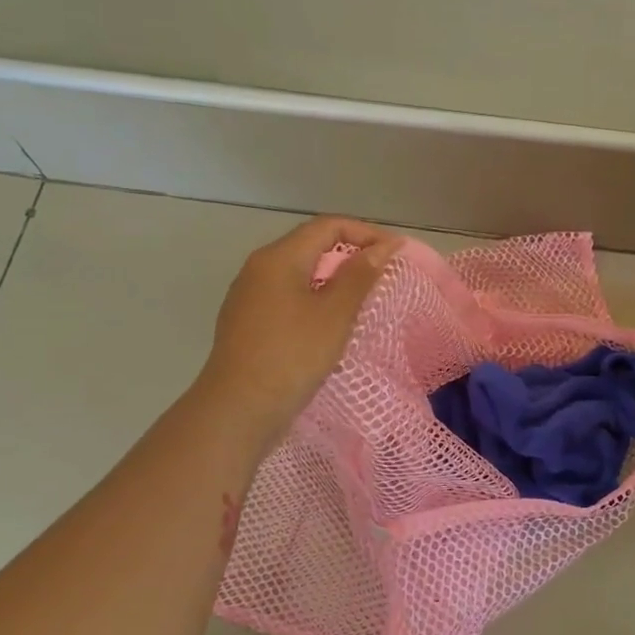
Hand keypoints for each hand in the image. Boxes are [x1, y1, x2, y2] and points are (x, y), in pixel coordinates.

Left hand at [196, 216, 400, 453]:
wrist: (238, 409)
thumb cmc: (292, 356)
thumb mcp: (335, 314)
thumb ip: (360, 275)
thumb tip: (383, 246)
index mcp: (278, 258)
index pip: (327, 226)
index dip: (366, 232)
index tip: (396, 253)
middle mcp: (258, 269)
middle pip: (311, 246)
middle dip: (350, 254)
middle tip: (383, 275)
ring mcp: (249, 297)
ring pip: (299, 274)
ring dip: (334, 279)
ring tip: (363, 300)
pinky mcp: (247, 323)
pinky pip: (288, 298)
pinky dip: (315, 300)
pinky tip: (330, 325)